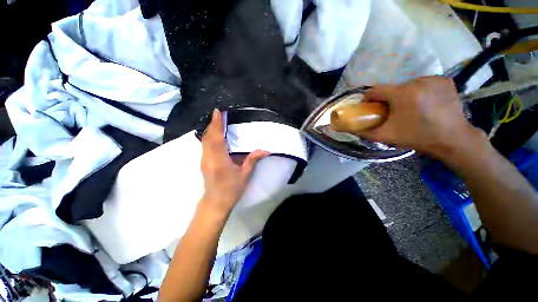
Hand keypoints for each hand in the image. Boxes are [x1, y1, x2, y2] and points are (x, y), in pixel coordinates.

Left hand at [200, 109, 269, 214]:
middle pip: (208, 137)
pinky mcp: (203, 162)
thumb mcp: (245, 175)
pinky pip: (205, 145)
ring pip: (204, 140)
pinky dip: (209, 136)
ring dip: (210, 129)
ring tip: (216, 121)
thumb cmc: (232, 189)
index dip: (217, 124)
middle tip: (218, 113)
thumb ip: (253, 160)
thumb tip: (265, 150)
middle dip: (213, 124)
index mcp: (220, 160)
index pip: (217, 139)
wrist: (216, 202)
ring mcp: (204, 160)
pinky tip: (214, 134)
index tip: (218, 112)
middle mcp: (209, 158)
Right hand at [357, 76, 485, 158]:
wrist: (452, 139)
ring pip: (408, 85)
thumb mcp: (386, 136)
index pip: (376, 89)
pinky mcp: (445, 80)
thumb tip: (345, 129)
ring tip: (410, 108)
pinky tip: (424, 102)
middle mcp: (418, 81)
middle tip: (392, 112)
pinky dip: (420, 91)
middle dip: (389, 98)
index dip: (369, 98)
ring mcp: (433, 79)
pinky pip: (424, 83)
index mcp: (402, 94)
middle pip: (393, 88)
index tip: (370, 107)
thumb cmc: (417, 137)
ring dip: (404, 94)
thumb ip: (363, 132)